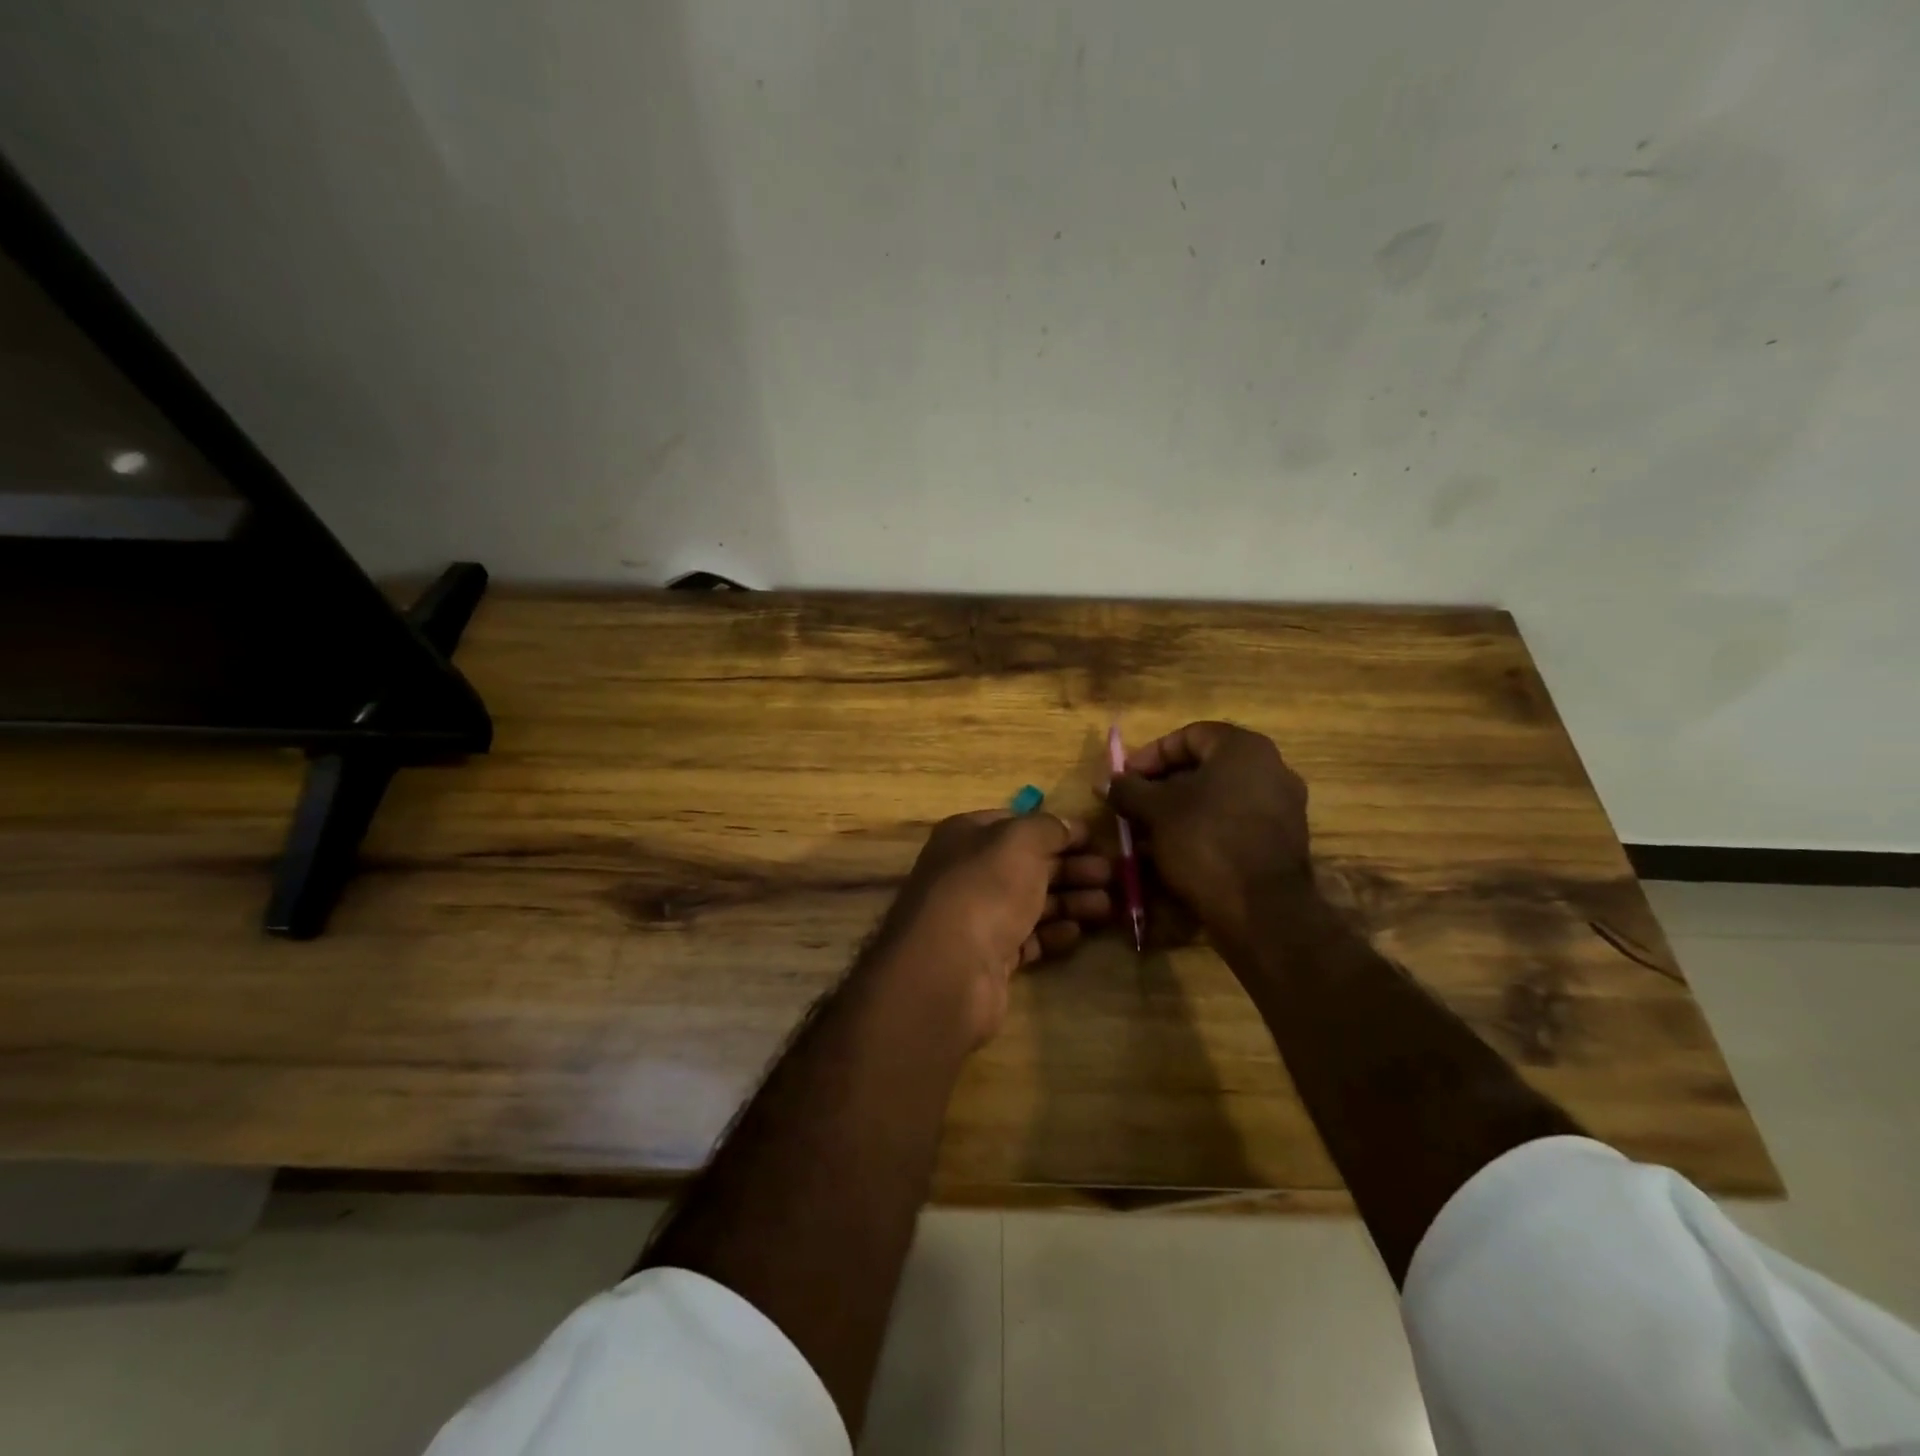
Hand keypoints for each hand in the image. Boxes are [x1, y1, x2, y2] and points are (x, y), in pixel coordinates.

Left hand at [875, 811, 1112, 1048]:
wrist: (949, 968)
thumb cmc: (985, 888)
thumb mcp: (1019, 840)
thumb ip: (1047, 827)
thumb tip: (1066, 827)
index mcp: (967, 835)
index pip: (1017, 824)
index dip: (1057, 829)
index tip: (1096, 838)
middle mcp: (968, 872)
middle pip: (1028, 864)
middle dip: (1072, 867)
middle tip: (1114, 875)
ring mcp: (977, 916)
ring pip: (1031, 902)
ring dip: (1071, 901)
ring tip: (1110, 906)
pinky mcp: (988, 957)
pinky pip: (1027, 938)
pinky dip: (1052, 933)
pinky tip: (1077, 933)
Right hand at [1101, 722, 1311, 944]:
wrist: (1262, 910)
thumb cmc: (1206, 841)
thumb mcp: (1155, 811)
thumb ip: (1128, 789)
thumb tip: (1106, 781)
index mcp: (1244, 748)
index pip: (1188, 735)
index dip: (1150, 754)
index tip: (1125, 779)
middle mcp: (1271, 768)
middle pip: (1204, 767)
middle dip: (1162, 786)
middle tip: (1133, 807)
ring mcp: (1282, 807)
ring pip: (1218, 798)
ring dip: (1180, 811)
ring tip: (1148, 834)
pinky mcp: (1283, 841)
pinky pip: (1234, 824)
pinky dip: (1204, 831)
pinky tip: (1177, 853)